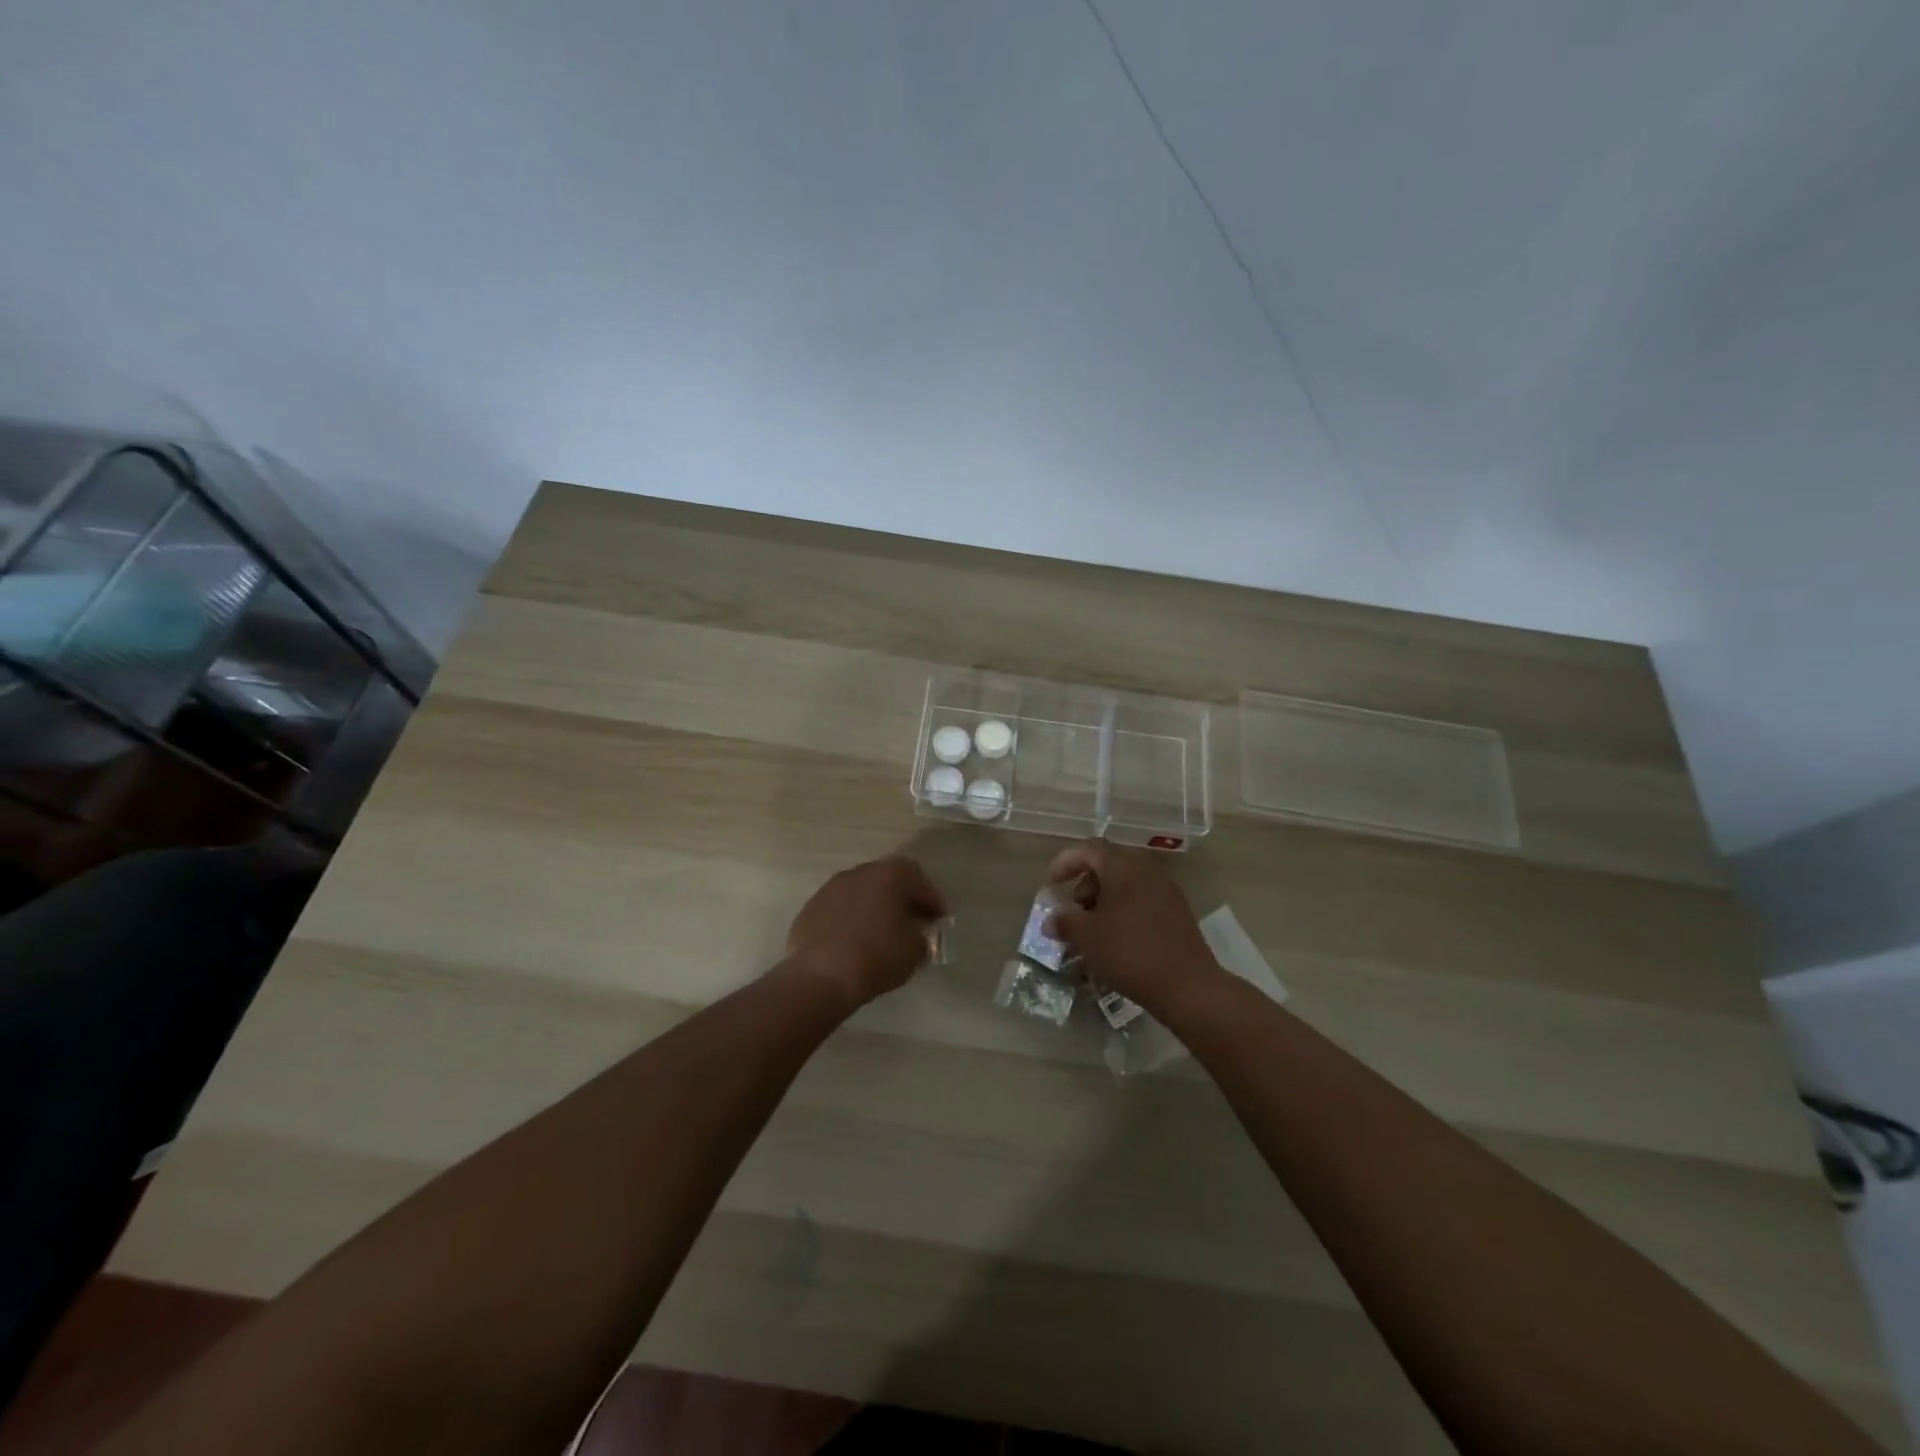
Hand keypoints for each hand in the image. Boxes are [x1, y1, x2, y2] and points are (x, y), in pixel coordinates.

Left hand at [780, 855, 948, 1011]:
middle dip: (902, 898)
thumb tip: (914, 934)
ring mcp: (830, 889)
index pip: (918, 878)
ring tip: (881, 931)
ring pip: (861, 891)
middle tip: (912, 920)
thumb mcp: (914, 951)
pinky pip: (839, 908)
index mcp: (888, 876)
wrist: (820, 977)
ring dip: (874, 906)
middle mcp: (858, 873)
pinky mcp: (810, 908)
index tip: (939, 919)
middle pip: (887, 879)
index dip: (932, 899)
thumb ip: (921, 936)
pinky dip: (851, 919)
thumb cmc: (876, 957)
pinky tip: (853, 941)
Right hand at [1045, 840, 1226, 1018]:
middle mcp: (1146, 870)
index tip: (1052, 883)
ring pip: (1127, 884)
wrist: (1186, 985)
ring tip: (1094, 929)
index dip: (1067, 862)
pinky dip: (1124, 911)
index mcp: (1123, 867)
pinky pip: (1142, 899)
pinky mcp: (1178, 911)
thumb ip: (1065, 922)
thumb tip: (1051, 920)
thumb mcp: (1087, 937)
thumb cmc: (1129, 952)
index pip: (1090, 849)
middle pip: (1109, 865)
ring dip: (1105, 900)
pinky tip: (1117, 938)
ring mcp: (1166, 889)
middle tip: (1075, 911)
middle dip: (1086, 885)